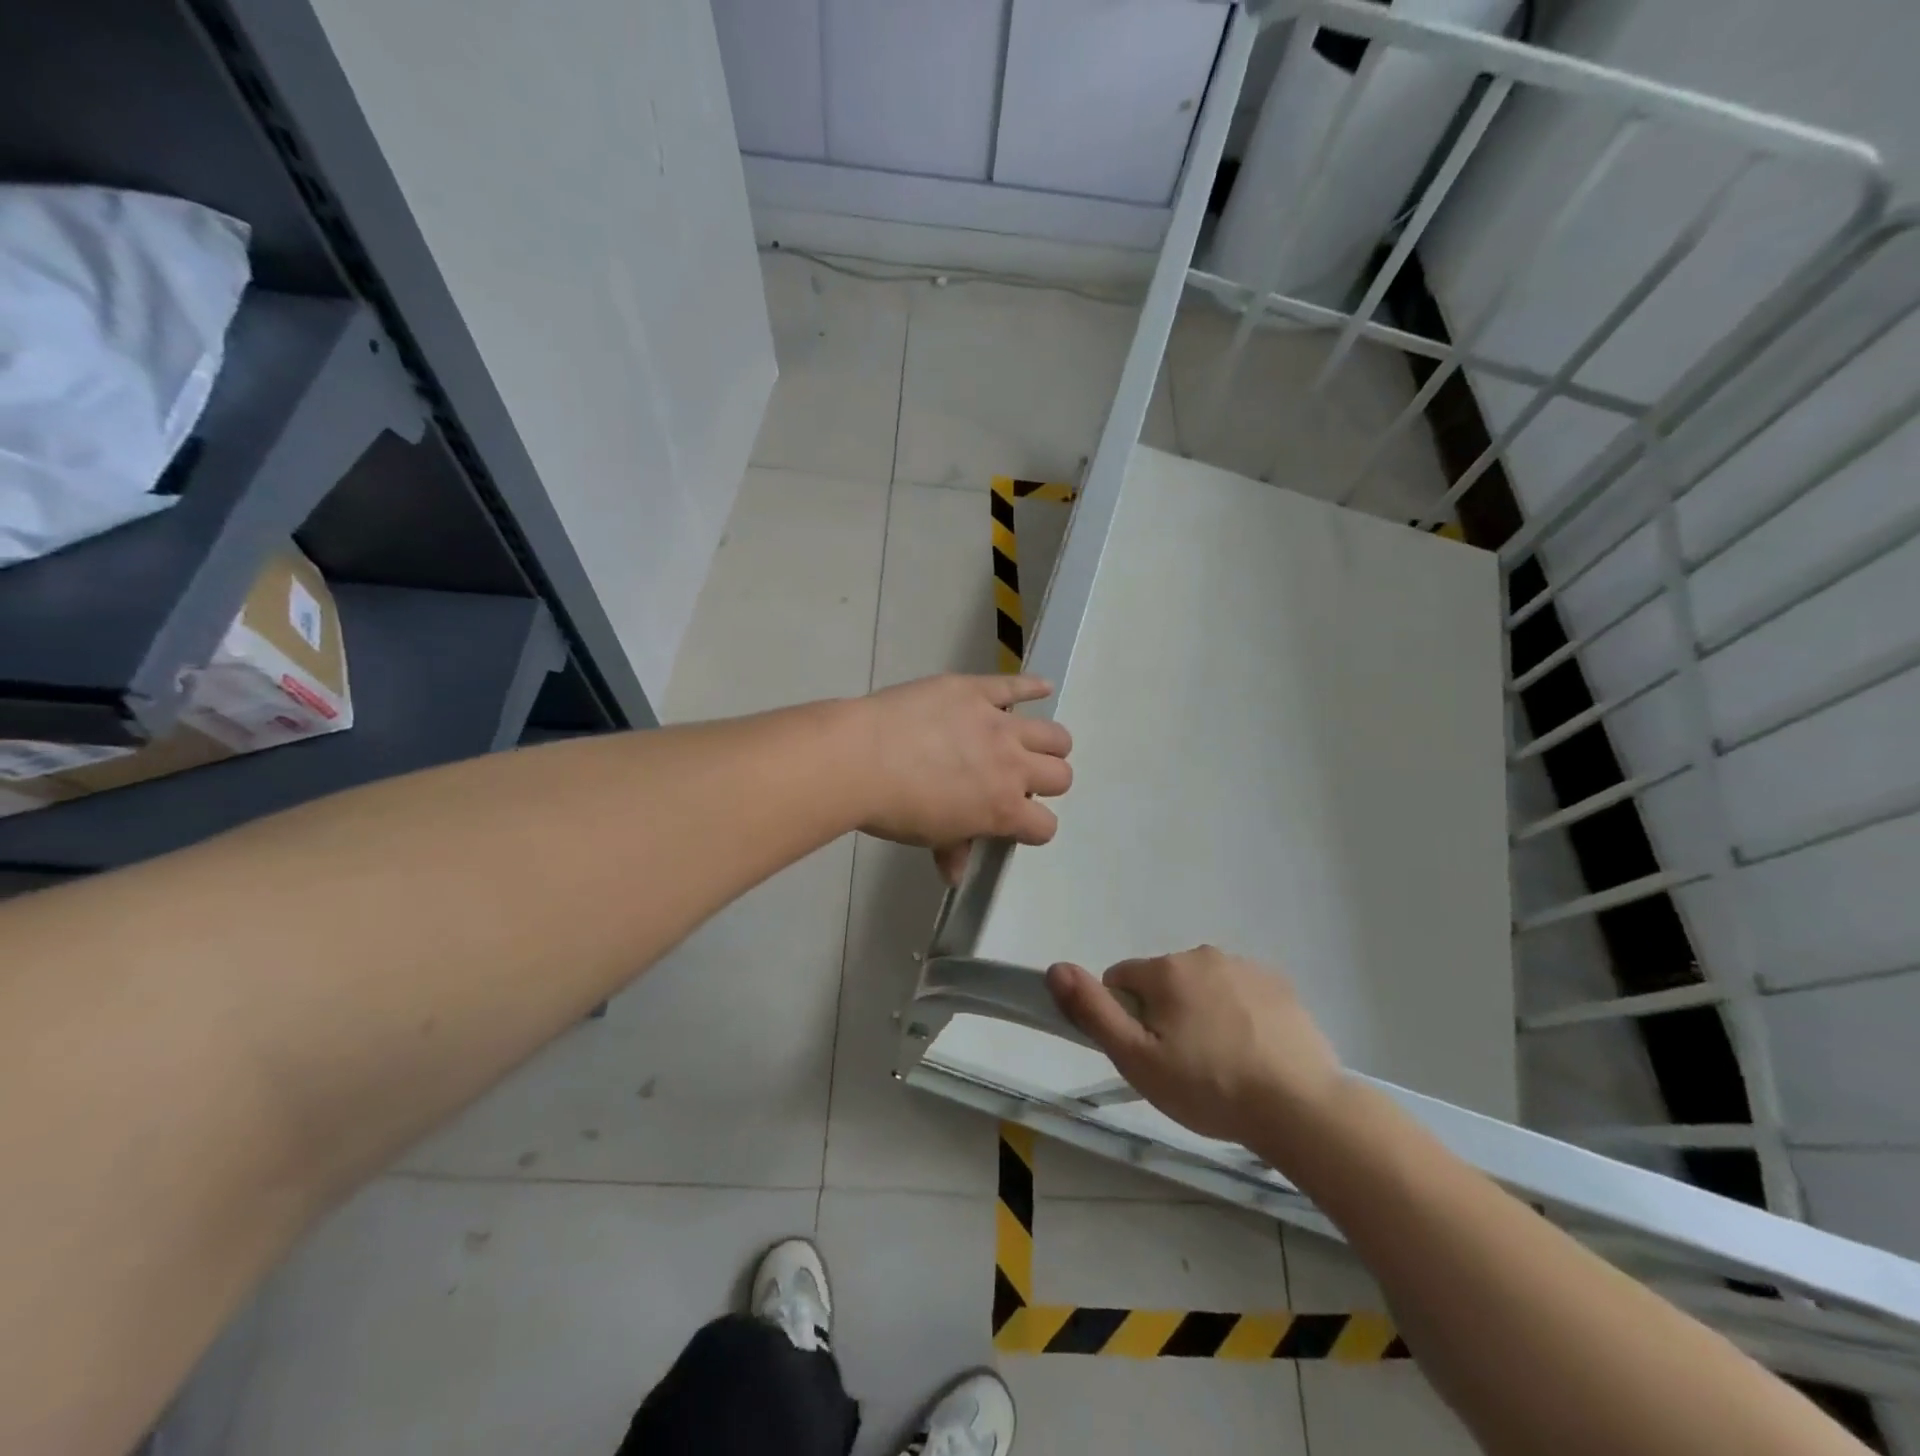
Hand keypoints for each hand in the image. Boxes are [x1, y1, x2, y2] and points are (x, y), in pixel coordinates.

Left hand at [854, 674, 1071, 881]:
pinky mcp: (976, 691)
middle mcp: (1012, 766)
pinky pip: (1015, 685)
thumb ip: (952, 849)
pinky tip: (1042, 687)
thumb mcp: (927, 835)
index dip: (1033, 827)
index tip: (1016, 823)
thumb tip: (955, 872)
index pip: (1044, 825)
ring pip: (1053, 734)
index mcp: (1002, 809)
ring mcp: (997, 723)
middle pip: (1060, 776)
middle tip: (1020, 780)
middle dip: (1046, 783)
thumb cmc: (893, 807)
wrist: (860, 758)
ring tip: (1031, 744)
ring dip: (1049, 744)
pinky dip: (1032, 686)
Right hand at [1047, 946, 1343, 1146]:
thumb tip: (1055, 968)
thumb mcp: (1137, 1060)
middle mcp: (1203, 955)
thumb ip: (1093, 1011)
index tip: (1149, 1054)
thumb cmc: (1210, 1087)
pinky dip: (1239, 1015)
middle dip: (1165, 1015)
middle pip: (1163, 983)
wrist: (1302, 1108)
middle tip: (1184, 1066)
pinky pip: (1240, 993)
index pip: (1121, 981)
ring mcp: (1246, 967)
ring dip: (1202, 1014)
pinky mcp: (1280, 986)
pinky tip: (1254, 1054)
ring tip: (1223, 1065)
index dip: (1125, 1019)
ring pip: (1203, 987)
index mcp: (1166, 969)